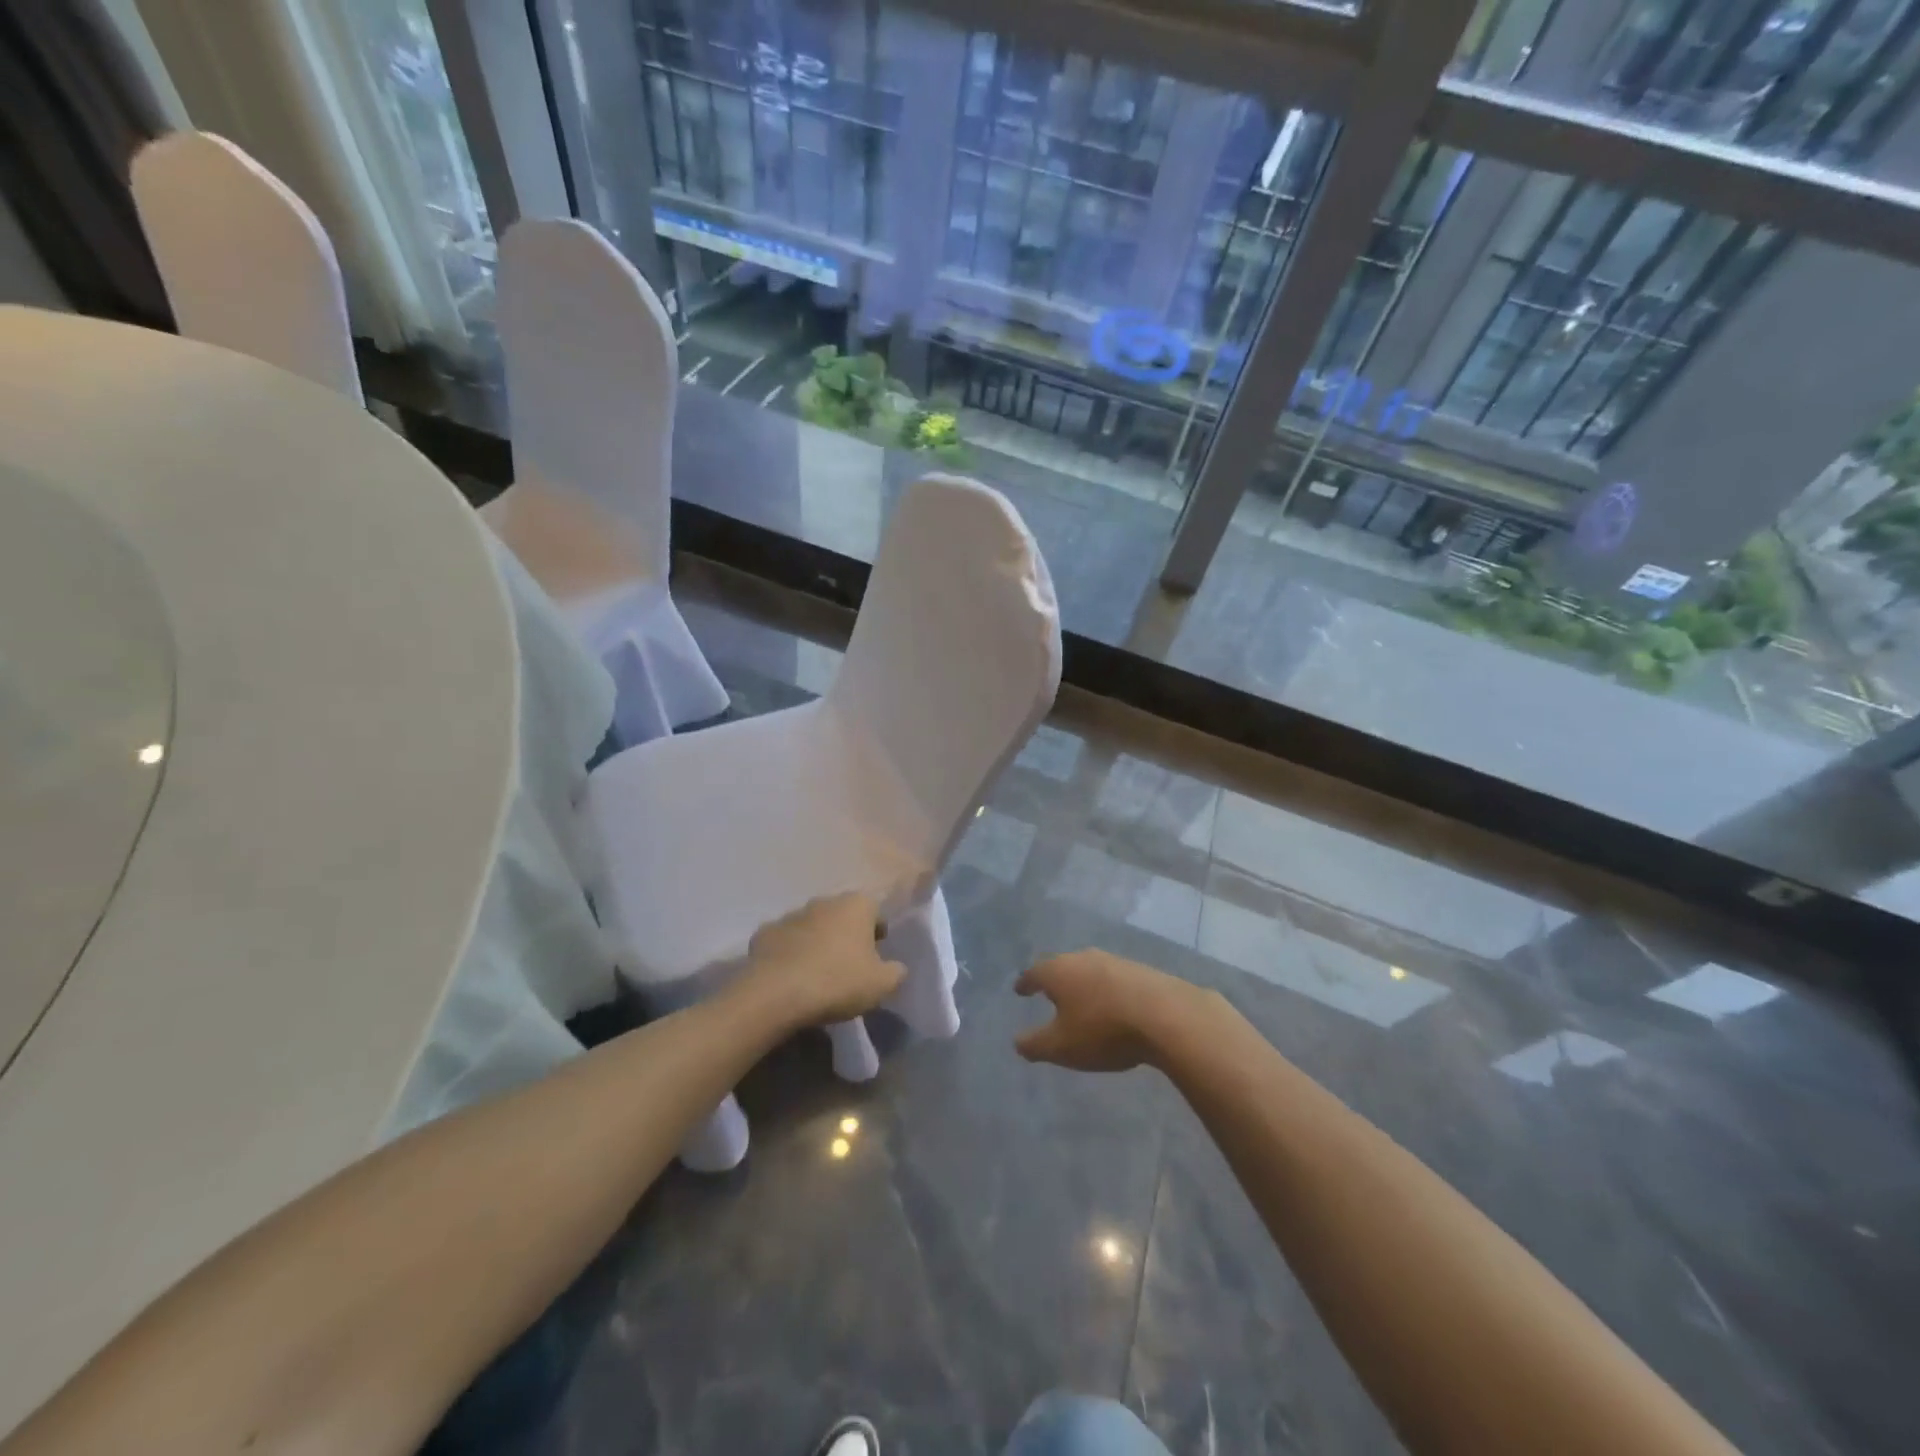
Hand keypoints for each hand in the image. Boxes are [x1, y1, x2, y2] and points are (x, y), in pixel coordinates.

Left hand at [739, 893, 905, 1026]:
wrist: (777, 994)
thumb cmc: (838, 982)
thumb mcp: (882, 984)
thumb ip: (896, 972)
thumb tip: (896, 968)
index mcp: (856, 905)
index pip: (875, 911)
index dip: (877, 932)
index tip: (875, 956)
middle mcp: (823, 901)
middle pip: (841, 915)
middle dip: (846, 934)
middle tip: (848, 965)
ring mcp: (790, 915)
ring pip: (811, 926)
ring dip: (816, 942)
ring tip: (817, 973)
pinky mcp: (764, 933)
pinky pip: (784, 941)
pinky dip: (789, 953)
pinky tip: (790, 976)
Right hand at [1014, 949, 1209, 1071]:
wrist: (1166, 1015)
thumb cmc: (1103, 1030)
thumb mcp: (1062, 1047)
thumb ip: (1035, 1044)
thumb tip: (1017, 1041)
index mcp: (1059, 971)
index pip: (1034, 973)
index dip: (1026, 983)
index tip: (1020, 989)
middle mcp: (1084, 958)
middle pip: (1062, 966)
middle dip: (1054, 980)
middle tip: (1048, 992)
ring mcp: (1114, 961)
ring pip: (1089, 970)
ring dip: (1083, 984)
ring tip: (1081, 999)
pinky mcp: (1141, 971)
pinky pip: (1114, 979)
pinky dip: (1106, 990)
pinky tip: (1112, 1004)